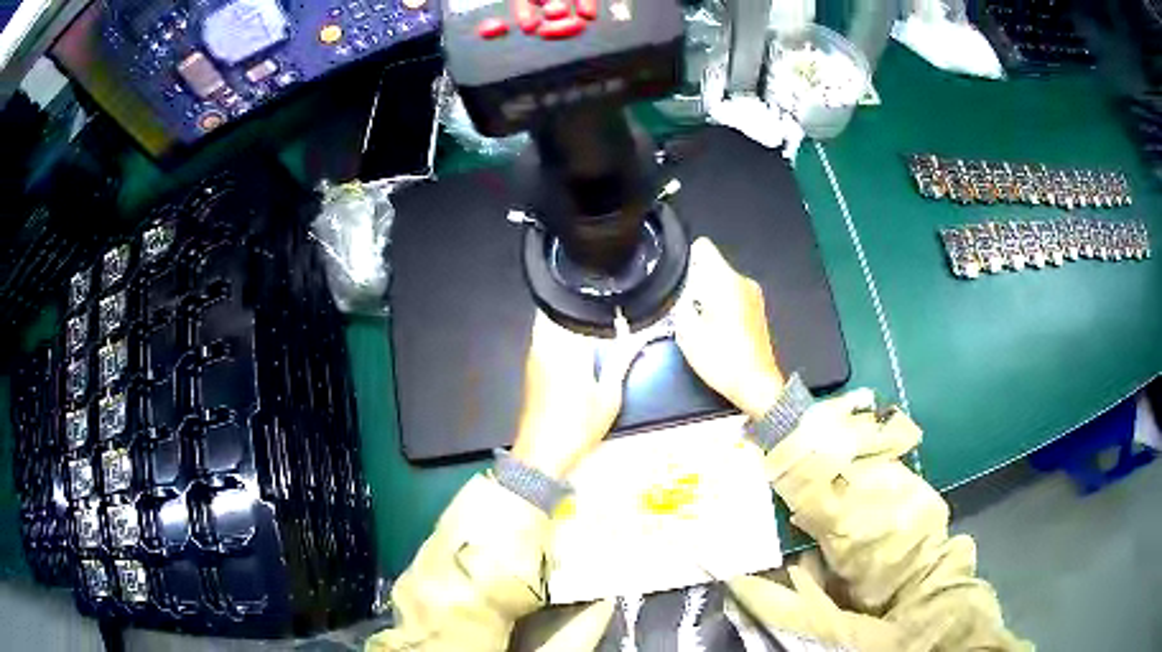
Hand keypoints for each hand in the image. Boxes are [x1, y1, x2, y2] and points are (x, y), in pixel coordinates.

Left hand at [511, 312, 636, 479]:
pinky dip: (559, 336)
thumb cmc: (578, 427)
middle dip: (579, 310)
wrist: (543, 454)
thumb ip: (622, 361)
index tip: (612, 305)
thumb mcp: (609, 396)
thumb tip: (636, 337)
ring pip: (549, 323)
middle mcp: (546, 345)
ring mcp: (534, 355)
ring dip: (568, 322)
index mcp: (567, 348)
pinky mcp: (530, 367)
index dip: (595, 305)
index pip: (577, 311)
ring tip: (592, 331)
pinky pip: (544, 337)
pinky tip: (576, 350)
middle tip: (602, 316)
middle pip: (559, 311)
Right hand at [673, 238, 784, 418]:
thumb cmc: (721, 359)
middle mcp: (743, 281)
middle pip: (711, 266)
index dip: (685, 259)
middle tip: (682, 307)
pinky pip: (732, 294)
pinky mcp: (757, 309)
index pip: (703, 247)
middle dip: (694, 281)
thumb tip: (678, 288)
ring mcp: (753, 295)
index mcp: (726, 280)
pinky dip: (720, 305)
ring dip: (707, 294)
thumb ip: (679, 301)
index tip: (676, 278)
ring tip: (698, 321)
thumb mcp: (687, 332)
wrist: (756, 384)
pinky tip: (715, 329)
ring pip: (721, 281)